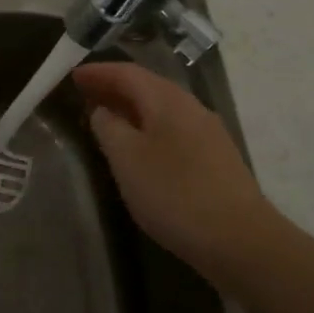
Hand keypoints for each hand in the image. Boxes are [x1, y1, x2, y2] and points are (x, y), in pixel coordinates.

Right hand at [73, 61, 283, 279]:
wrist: (240, 240)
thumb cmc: (174, 193)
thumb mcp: (126, 158)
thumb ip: (108, 127)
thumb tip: (102, 110)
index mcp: (168, 100)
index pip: (127, 73)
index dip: (98, 72)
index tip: (72, 76)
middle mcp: (191, 107)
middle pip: (147, 86)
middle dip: (114, 87)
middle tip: (84, 94)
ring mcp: (208, 132)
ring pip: (162, 108)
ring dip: (131, 108)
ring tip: (105, 119)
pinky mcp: (215, 158)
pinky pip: (173, 128)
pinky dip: (148, 127)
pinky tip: (138, 147)